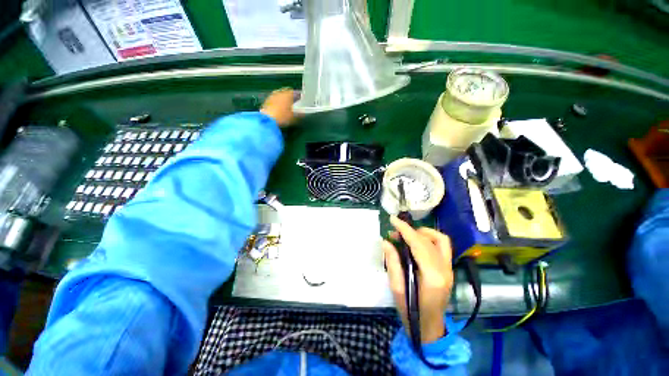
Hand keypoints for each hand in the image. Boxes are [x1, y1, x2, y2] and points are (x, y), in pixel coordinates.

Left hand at [261, 88, 297, 126]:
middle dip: (289, 96)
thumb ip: (300, 115)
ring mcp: (272, 96)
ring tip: (286, 105)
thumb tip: (303, 114)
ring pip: (279, 94)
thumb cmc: (283, 117)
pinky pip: (274, 99)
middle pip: (286, 92)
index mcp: (288, 94)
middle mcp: (280, 92)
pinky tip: (278, 108)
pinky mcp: (266, 101)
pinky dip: (277, 102)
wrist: (268, 119)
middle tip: (293, 102)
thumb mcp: (294, 117)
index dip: (298, 96)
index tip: (300, 100)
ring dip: (283, 98)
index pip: (295, 92)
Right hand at [383, 216, 453, 343]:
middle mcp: (445, 269)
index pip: (419, 244)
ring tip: (407, 235)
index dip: (405, 229)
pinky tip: (417, 242)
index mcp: (432, 277)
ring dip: (423, 232)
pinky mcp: (449, 269)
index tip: (393, 219)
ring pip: (440, 240)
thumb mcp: (397, 288)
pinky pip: (442, 246)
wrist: (430, 329)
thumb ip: (392, 263)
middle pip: (428, 241)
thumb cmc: (411, 312)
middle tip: (394, 232)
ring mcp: (449, 269)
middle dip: (410, 231)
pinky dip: (430, 238)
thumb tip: (386, 242)